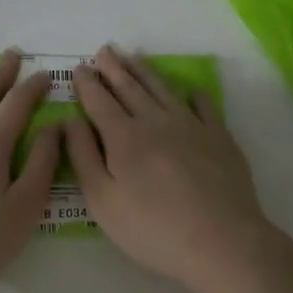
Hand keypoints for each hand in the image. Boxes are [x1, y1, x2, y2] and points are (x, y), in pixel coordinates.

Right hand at [64, 45, 275, 292]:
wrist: (221, 242)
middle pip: (131, 87)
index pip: (99, 101)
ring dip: (145, 72)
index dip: (87, 83)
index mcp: (123, 137)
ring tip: (134, 57)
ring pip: (163, 90)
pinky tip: (188, 91)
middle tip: (104, 50)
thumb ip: (83, 157)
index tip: (79, 68)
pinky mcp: (220, 137)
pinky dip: (191, 94)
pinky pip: (203, 105)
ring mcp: (192, 126)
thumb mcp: (103, 201)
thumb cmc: (152, 229)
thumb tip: (70, 120)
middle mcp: (156, 121)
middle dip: (114, 68)